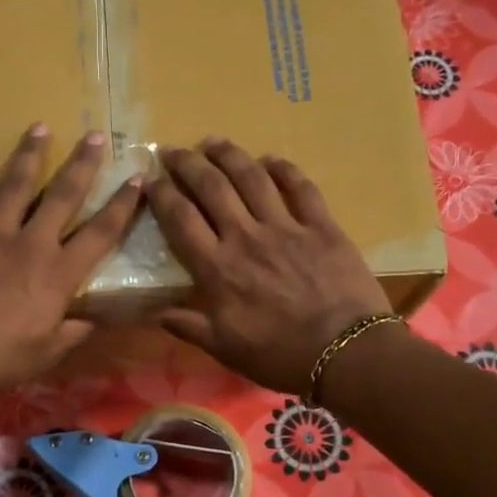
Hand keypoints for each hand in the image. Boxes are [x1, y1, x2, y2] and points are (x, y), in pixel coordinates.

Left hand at [0, 124, 142, 398]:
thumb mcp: (46, 354)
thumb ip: (71, 332)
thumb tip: (90, 321)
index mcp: (57, 274)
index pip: (100, 233)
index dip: (122, 206)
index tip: (137, 180)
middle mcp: (28, 244)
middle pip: (62, 196)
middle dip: (82, 164)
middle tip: (94, 135)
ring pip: (13, 186)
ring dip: (28, 155)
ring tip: (39, 127)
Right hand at [147, 140, 390, 395]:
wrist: (344, 352)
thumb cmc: (279, 355)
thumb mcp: (225, 349)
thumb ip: (189, 326)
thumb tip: (156, 313)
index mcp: (218, 268)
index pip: (181, 220)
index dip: (162, 195)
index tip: (151, 180)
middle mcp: (246, 237)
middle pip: (212, 188)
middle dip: (189, 164)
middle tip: (174, 150)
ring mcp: (286, 227)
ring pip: (252, 178)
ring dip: (229, 155)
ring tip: (213, 141)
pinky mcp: (322, 226)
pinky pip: (300, 188)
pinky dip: (284, 169)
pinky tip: (271, 160)